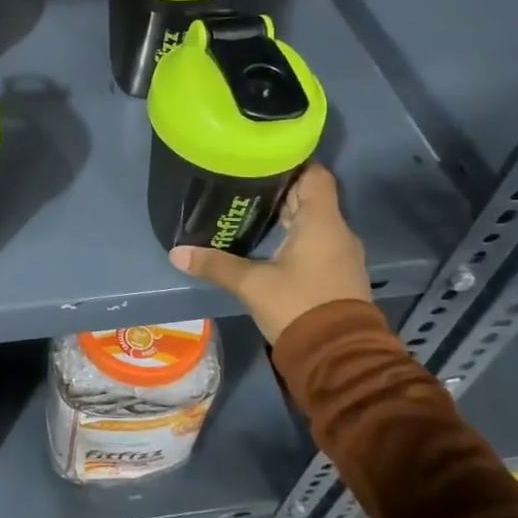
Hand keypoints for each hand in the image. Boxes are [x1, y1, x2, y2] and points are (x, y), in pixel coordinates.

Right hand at [169, 164, 372, 342]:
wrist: (338, 358)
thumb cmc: (298, 307)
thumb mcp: (252, 285)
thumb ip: (216, 265)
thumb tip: (176, 253)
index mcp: (322, 222)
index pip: (314, 174)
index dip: (291, 163)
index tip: (261, 160)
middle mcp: (337, 231)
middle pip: (310, 196)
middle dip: (280, 190)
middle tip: (244, 184)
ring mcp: (341, 254)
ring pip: (314, 221)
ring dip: (288, 216)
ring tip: (251, 210)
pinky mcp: (338, 274)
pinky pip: (318, 242)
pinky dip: (296, 236)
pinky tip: (270, 243)